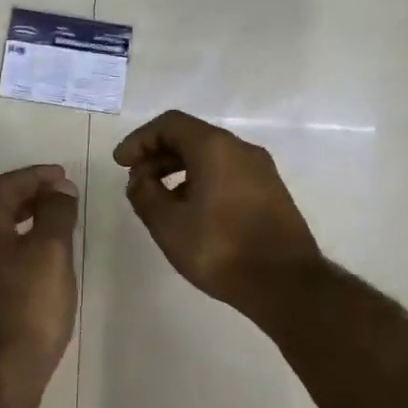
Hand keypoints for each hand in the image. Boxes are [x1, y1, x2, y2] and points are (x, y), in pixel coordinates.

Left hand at [0, 164, 79, 406]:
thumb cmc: (28, 308)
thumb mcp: (50, 253)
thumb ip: (56, 215)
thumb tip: (59, 189)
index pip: (4, 187)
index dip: (34, 175)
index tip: (63, 176)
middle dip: (30, 196)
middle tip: (62, 196)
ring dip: (26, 222)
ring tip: (57, 226)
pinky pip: (0, 259)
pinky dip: (22, 247)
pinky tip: (44, 264)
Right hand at [113, 111, 322, 313]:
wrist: (286, 283)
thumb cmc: (220, 249)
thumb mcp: (168, 225)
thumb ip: (145, 195)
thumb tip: (139, 180)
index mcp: (215, 147)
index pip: (170, 124)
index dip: (140, 140)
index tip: (121, 164)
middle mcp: (241, 149)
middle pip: (191, 137)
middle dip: (158, 155)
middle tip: (137, 182)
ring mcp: (261, 170)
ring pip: (211, 156)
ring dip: (179, 170)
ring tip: (160, 200)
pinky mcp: (271, 191)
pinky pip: (228, 173)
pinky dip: (202, 181)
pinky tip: (191, 212)